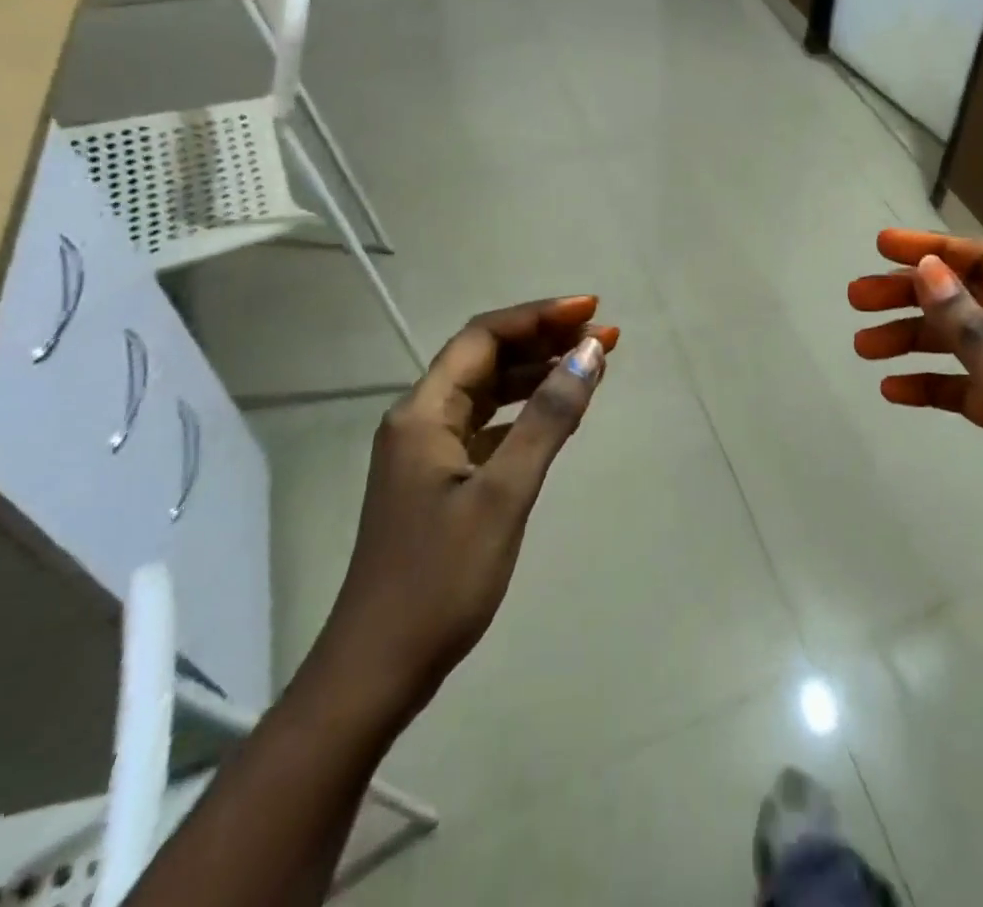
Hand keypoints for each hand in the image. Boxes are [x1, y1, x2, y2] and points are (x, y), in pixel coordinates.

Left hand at [294, 296, 617, 738]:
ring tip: (593, 364)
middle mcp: (421, 420)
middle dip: (546, 340)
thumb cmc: (439, 580)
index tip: (592, 311)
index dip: (539, 316)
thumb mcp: (504, 494)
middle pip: (487, 358)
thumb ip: (548, 419)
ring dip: (539, 374)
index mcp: (424, 412)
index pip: (484, 336)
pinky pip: (490, 426)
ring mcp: (429, 452)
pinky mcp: (442, 481)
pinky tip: (560, 415)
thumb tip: (590, 353)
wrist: (376, 671)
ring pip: (490, 391)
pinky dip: (526, 412)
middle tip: (605, 336)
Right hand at [849, 230, 982, 629]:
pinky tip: (894, 392)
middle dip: (912, 294)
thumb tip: (928, 270)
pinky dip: (929, 385)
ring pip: (961, 344)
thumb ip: (978, 336)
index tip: (881, 248)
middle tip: (856, 299)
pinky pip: (964, 389)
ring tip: (864, 347)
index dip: (937, 249)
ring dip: (913, 339)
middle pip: (969, 300)